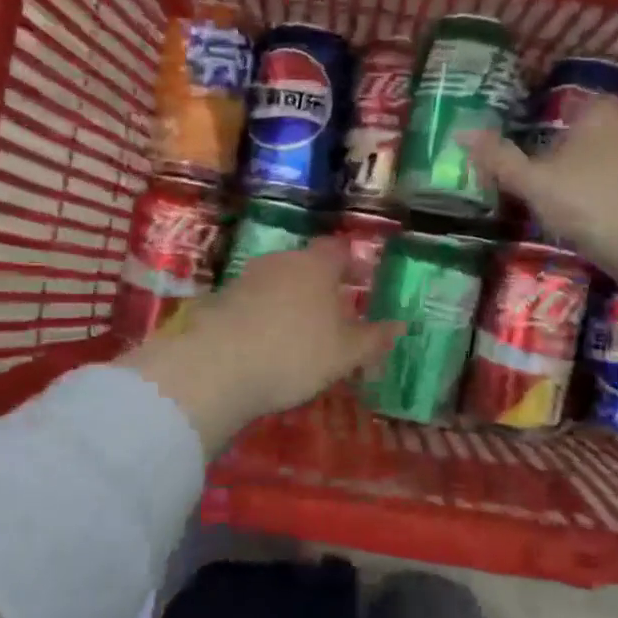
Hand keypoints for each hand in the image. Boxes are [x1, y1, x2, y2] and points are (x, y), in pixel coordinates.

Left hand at [123, 240, 399, 453]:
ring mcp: (245, 279)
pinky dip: (262, 318)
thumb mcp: (346, 353)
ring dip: (289, 302)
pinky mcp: (219, 302)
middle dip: (320, 287)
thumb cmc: (296, 353)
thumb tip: (400, 326)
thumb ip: (374, 338)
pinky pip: (251, 304)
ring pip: (277, 284)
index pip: (338, 250)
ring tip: (299, 335)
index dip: (351, 264)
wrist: (217, 368)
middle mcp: (280, 262)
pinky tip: (265, 345)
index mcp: (316, 265)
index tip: (360, 283)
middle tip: (333, 315)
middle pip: (306, 266)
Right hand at [464, 96, 617, 272]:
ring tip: (572, 212)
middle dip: (572, 157)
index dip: (546, 128)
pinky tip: (605, 227)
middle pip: (594, 135)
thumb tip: (461, 133)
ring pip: (616, 163)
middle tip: (544, 188)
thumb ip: (500, 160)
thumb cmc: (592, 203)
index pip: (568, 107)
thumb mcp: (535, 184)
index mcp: (600, 111)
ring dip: (596, 181)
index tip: (530, 157)